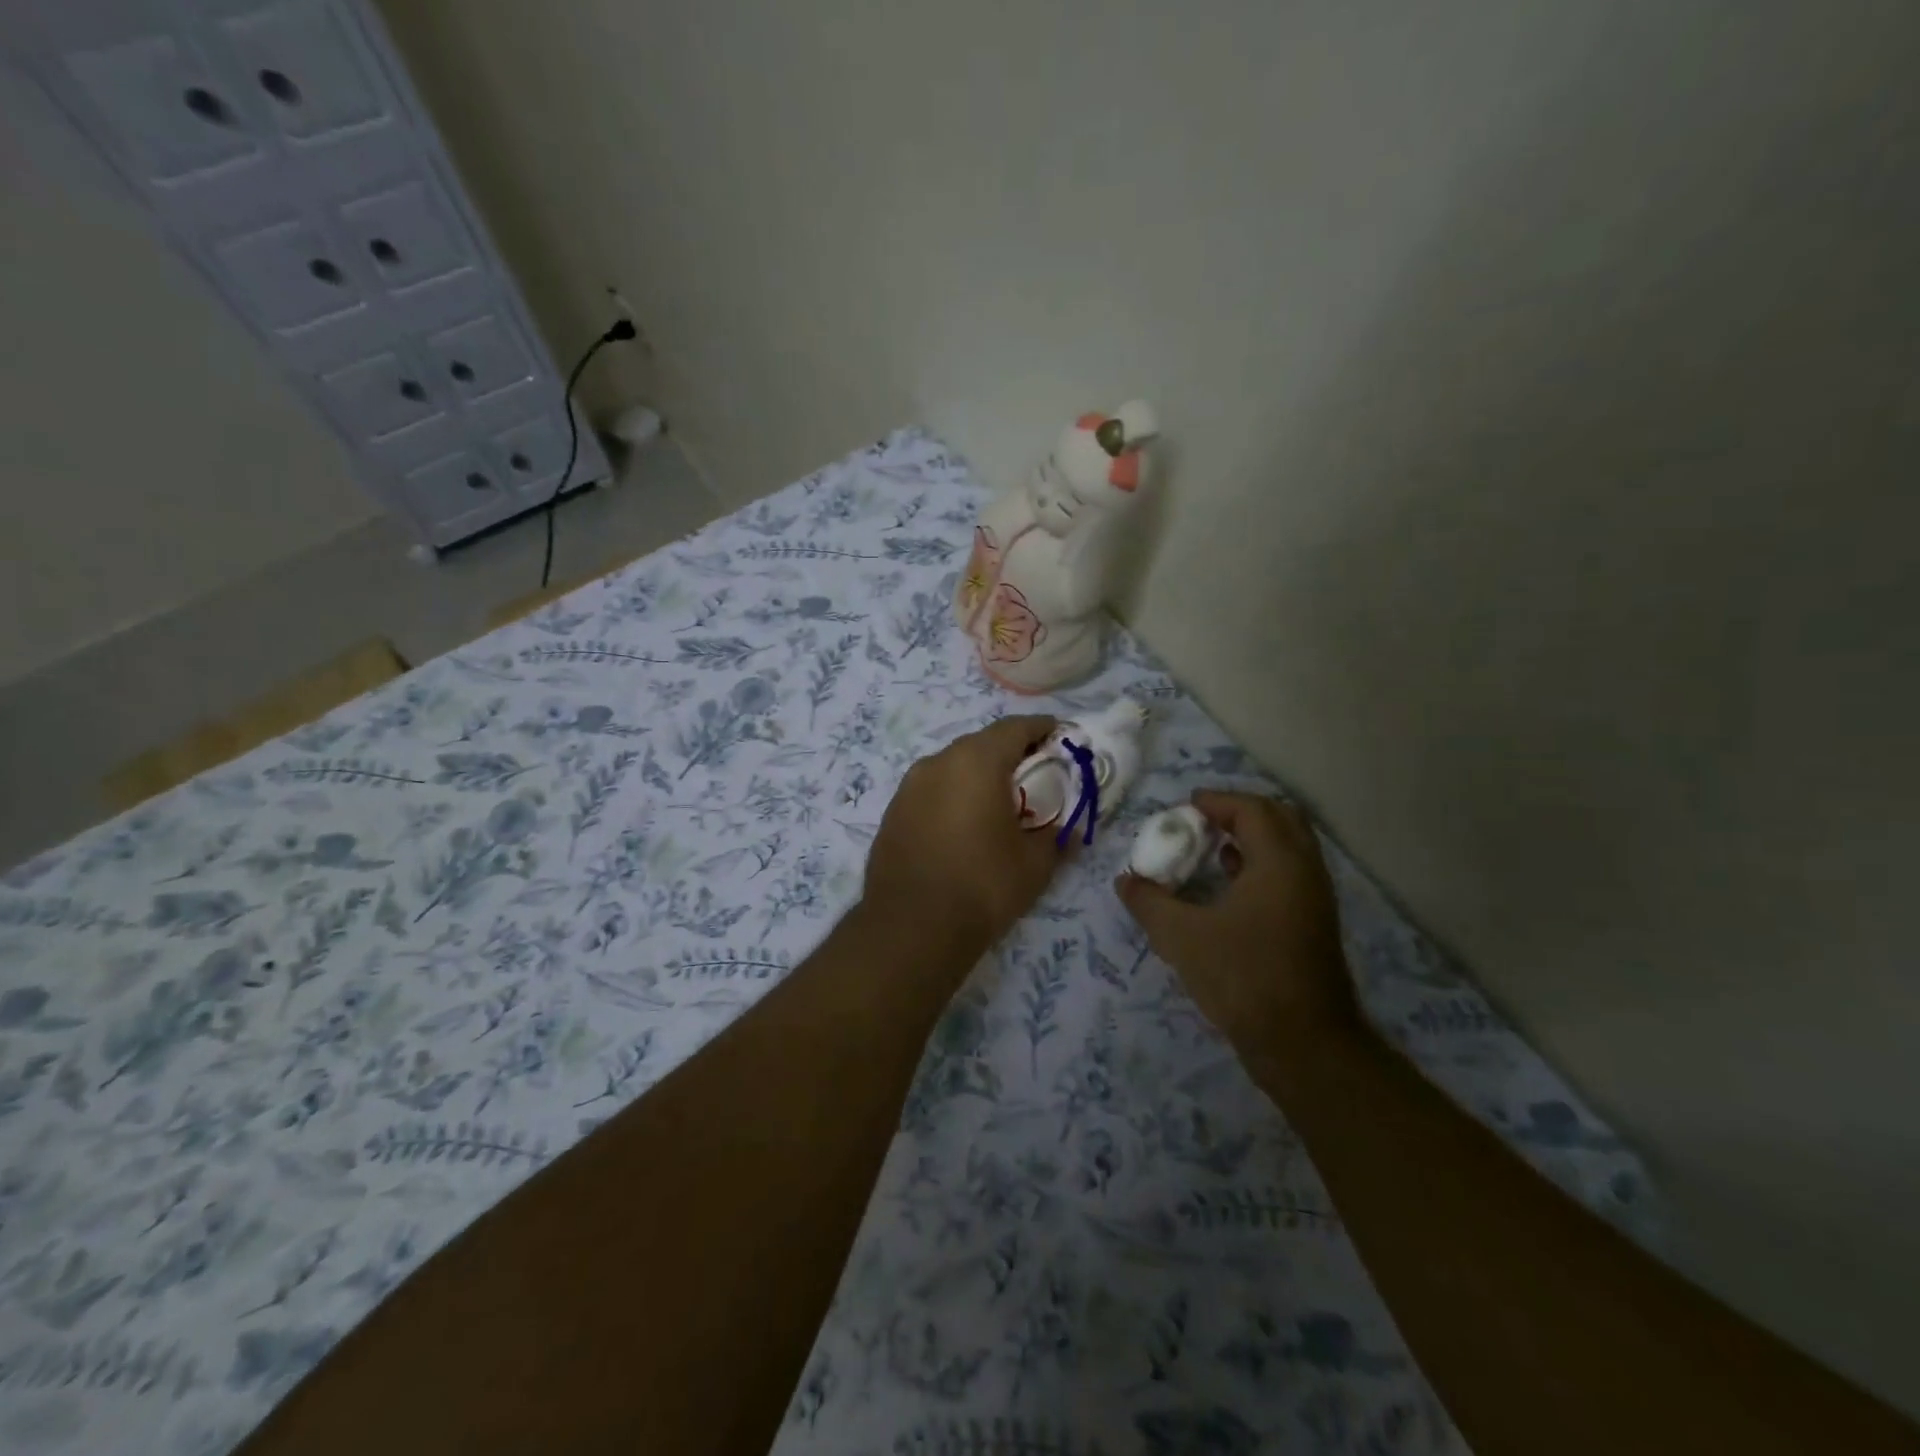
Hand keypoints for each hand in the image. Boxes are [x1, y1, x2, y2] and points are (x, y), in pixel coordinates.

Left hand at [864, 716, 1069, 948]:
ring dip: (977, 776)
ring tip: (998, 803)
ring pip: (952, 767)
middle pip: (981, 744)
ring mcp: (909, 786)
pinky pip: (931, 791)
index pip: (1015, 728)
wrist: (911, 927)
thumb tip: (1070, 831)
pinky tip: (963, 826)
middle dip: (1009, 754)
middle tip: (1033, 776)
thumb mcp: (1035, 864)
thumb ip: (1057, 836)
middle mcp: (938, 762)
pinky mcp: (893, 812)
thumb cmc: (982, 885)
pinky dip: (952, 796)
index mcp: (976, 761)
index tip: (1059, 736)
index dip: (1041, 728)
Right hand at [1117, 791, 1356, 1050]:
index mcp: (1279, 863)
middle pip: (1279, 818)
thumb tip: (1125, 881)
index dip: (1217, 801)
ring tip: (1212, 848)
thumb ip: (1149, 902)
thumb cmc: (1243, 978)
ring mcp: (1315, 898)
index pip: (1252, 809)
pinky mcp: (1314, 923)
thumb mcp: (1181, 938)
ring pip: (1288, 847)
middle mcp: (1305, 871)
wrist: (1304, 1044)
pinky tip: (1230, 885)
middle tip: (1202, 821)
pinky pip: (1290, 872)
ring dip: (1252, 838)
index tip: (1184, 808)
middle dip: (1240, 812)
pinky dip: (1261, 863)